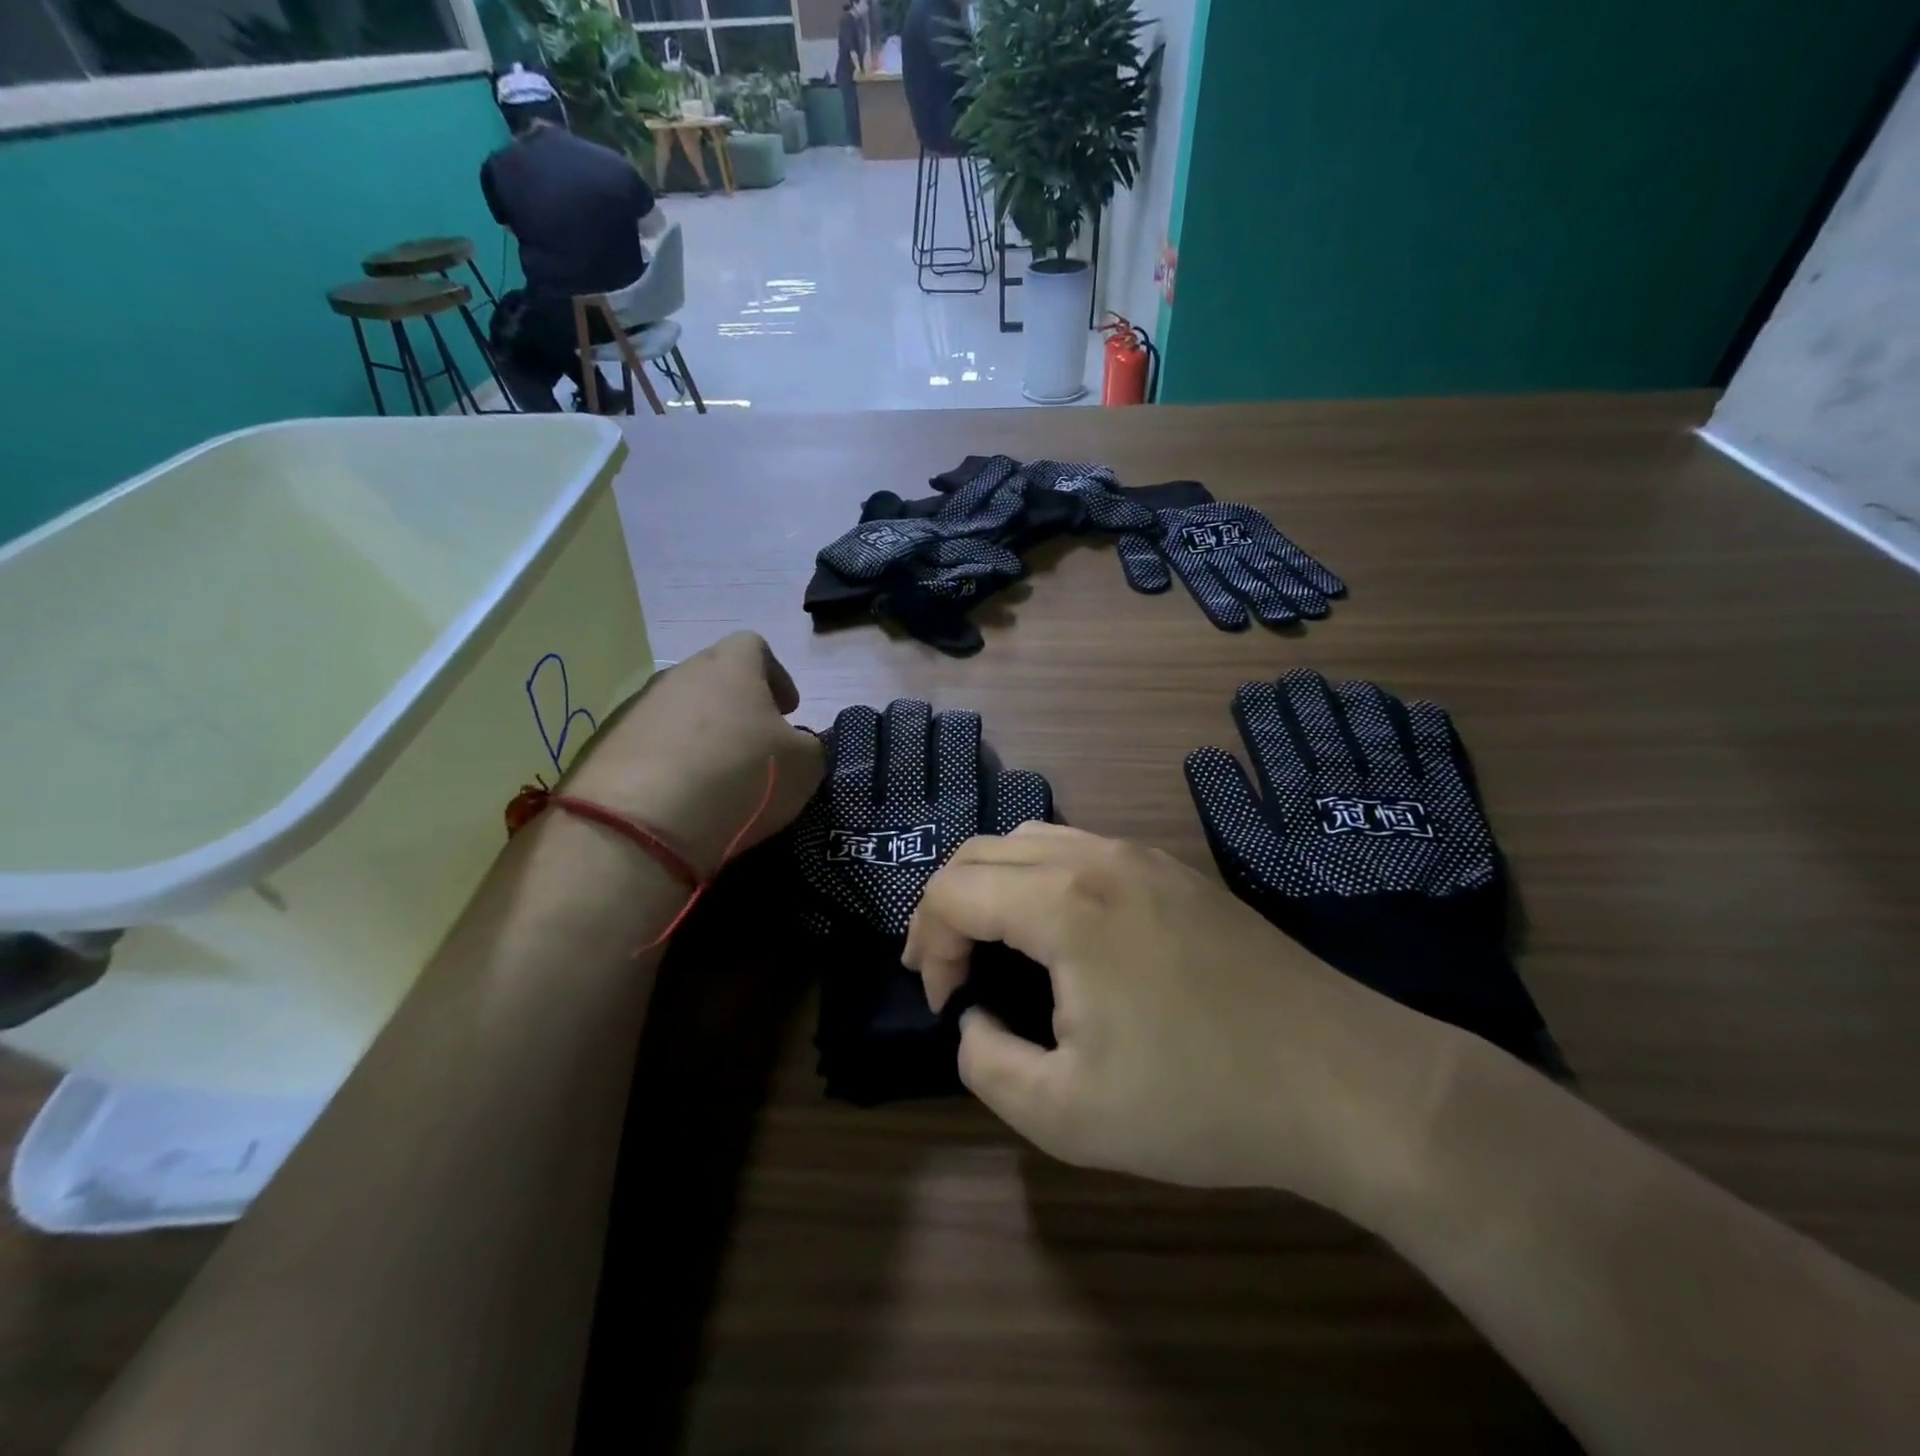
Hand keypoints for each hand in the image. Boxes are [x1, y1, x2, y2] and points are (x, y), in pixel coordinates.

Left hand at [559, 632, 824, 877]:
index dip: (777, 676)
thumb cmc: (741, 776)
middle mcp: (679, 675)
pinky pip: (650, 746)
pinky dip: (670, 764)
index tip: (788, 711)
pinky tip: (682, 799)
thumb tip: (795, 746)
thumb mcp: (805, 766)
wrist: (642, 822)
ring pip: (680, 712)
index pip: (755, 646)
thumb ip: (809, 746)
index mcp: (730, 666)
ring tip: (718, 778)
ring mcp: (637, 709)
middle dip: (739, 707)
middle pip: (714, 678)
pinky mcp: (606, 747)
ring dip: (703, 737)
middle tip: (756, 746)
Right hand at [905, 823, 1462, 1212]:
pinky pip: (1080, 848)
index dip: (927, 945)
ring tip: (994, 945)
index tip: (943, 1003)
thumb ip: (986, 1064)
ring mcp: (1142, 855)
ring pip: (1033, 838)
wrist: (1343, 1079)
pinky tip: (1060, 931)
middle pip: (983, 850)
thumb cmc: (1200, 1100)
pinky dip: (1040, 877)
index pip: (953, 891)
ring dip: (994, 884)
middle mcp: (1096, 857)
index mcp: (1063, 903)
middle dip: (948, 907)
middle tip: (951, 972)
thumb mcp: (1066, 1115)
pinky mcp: (1175, 870)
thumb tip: (974, 1019)